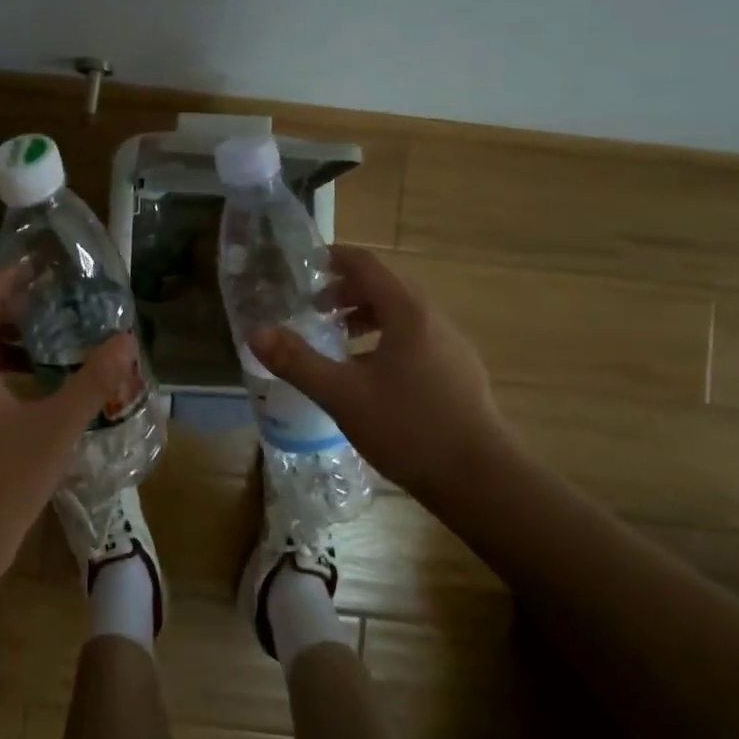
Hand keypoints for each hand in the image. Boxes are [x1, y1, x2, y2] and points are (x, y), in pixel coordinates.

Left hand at [0, 264, 138, 586]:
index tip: (38, 270)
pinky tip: (21, 405)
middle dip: (11, 316)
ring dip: (1, 351)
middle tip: (53, 314)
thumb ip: (93, 382)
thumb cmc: (2, 485)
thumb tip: (126, 341)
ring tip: (43, 357)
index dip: (7, 278)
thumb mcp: (57, 430)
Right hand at [249, 245, 511, 502]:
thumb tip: (256, 333)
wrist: (482, 480)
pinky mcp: (460, 372)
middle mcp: (434, 319)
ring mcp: (452, 346)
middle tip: (314, 308)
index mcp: (407, 313)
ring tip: (340, 341)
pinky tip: (372, 377)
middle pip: (386, 287)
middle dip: (347, 291)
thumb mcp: (342, 395)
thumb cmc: (409, 428)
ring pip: (403, 315)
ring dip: (368, 317)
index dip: (335, 258)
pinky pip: (417, 339)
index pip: (367, 265)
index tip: (306, 264)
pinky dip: (387, 339)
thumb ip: (297, 362)